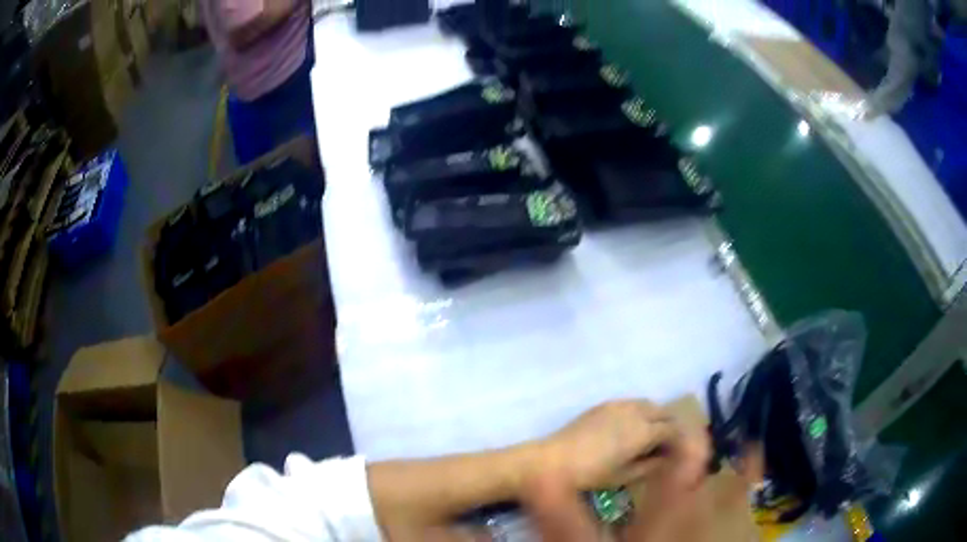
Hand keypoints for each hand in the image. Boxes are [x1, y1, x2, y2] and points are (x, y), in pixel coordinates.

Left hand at [536, 401, 678, 490]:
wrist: (554, 460)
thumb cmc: (591, 474)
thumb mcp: (624, 475)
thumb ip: (650, 465)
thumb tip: (665, 458)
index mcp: (644, 431)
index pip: (671, 430)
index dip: (678, 440)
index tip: (678, 451)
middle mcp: (635, 412)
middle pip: (663, 412)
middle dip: (670, 425)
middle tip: (667, 443)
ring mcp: (619, 405)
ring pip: (648, 404)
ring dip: (656, 416)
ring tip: (651, 434)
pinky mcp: (604, 404)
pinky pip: (631, 403)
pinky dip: (640, 411)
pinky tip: (631, 426)